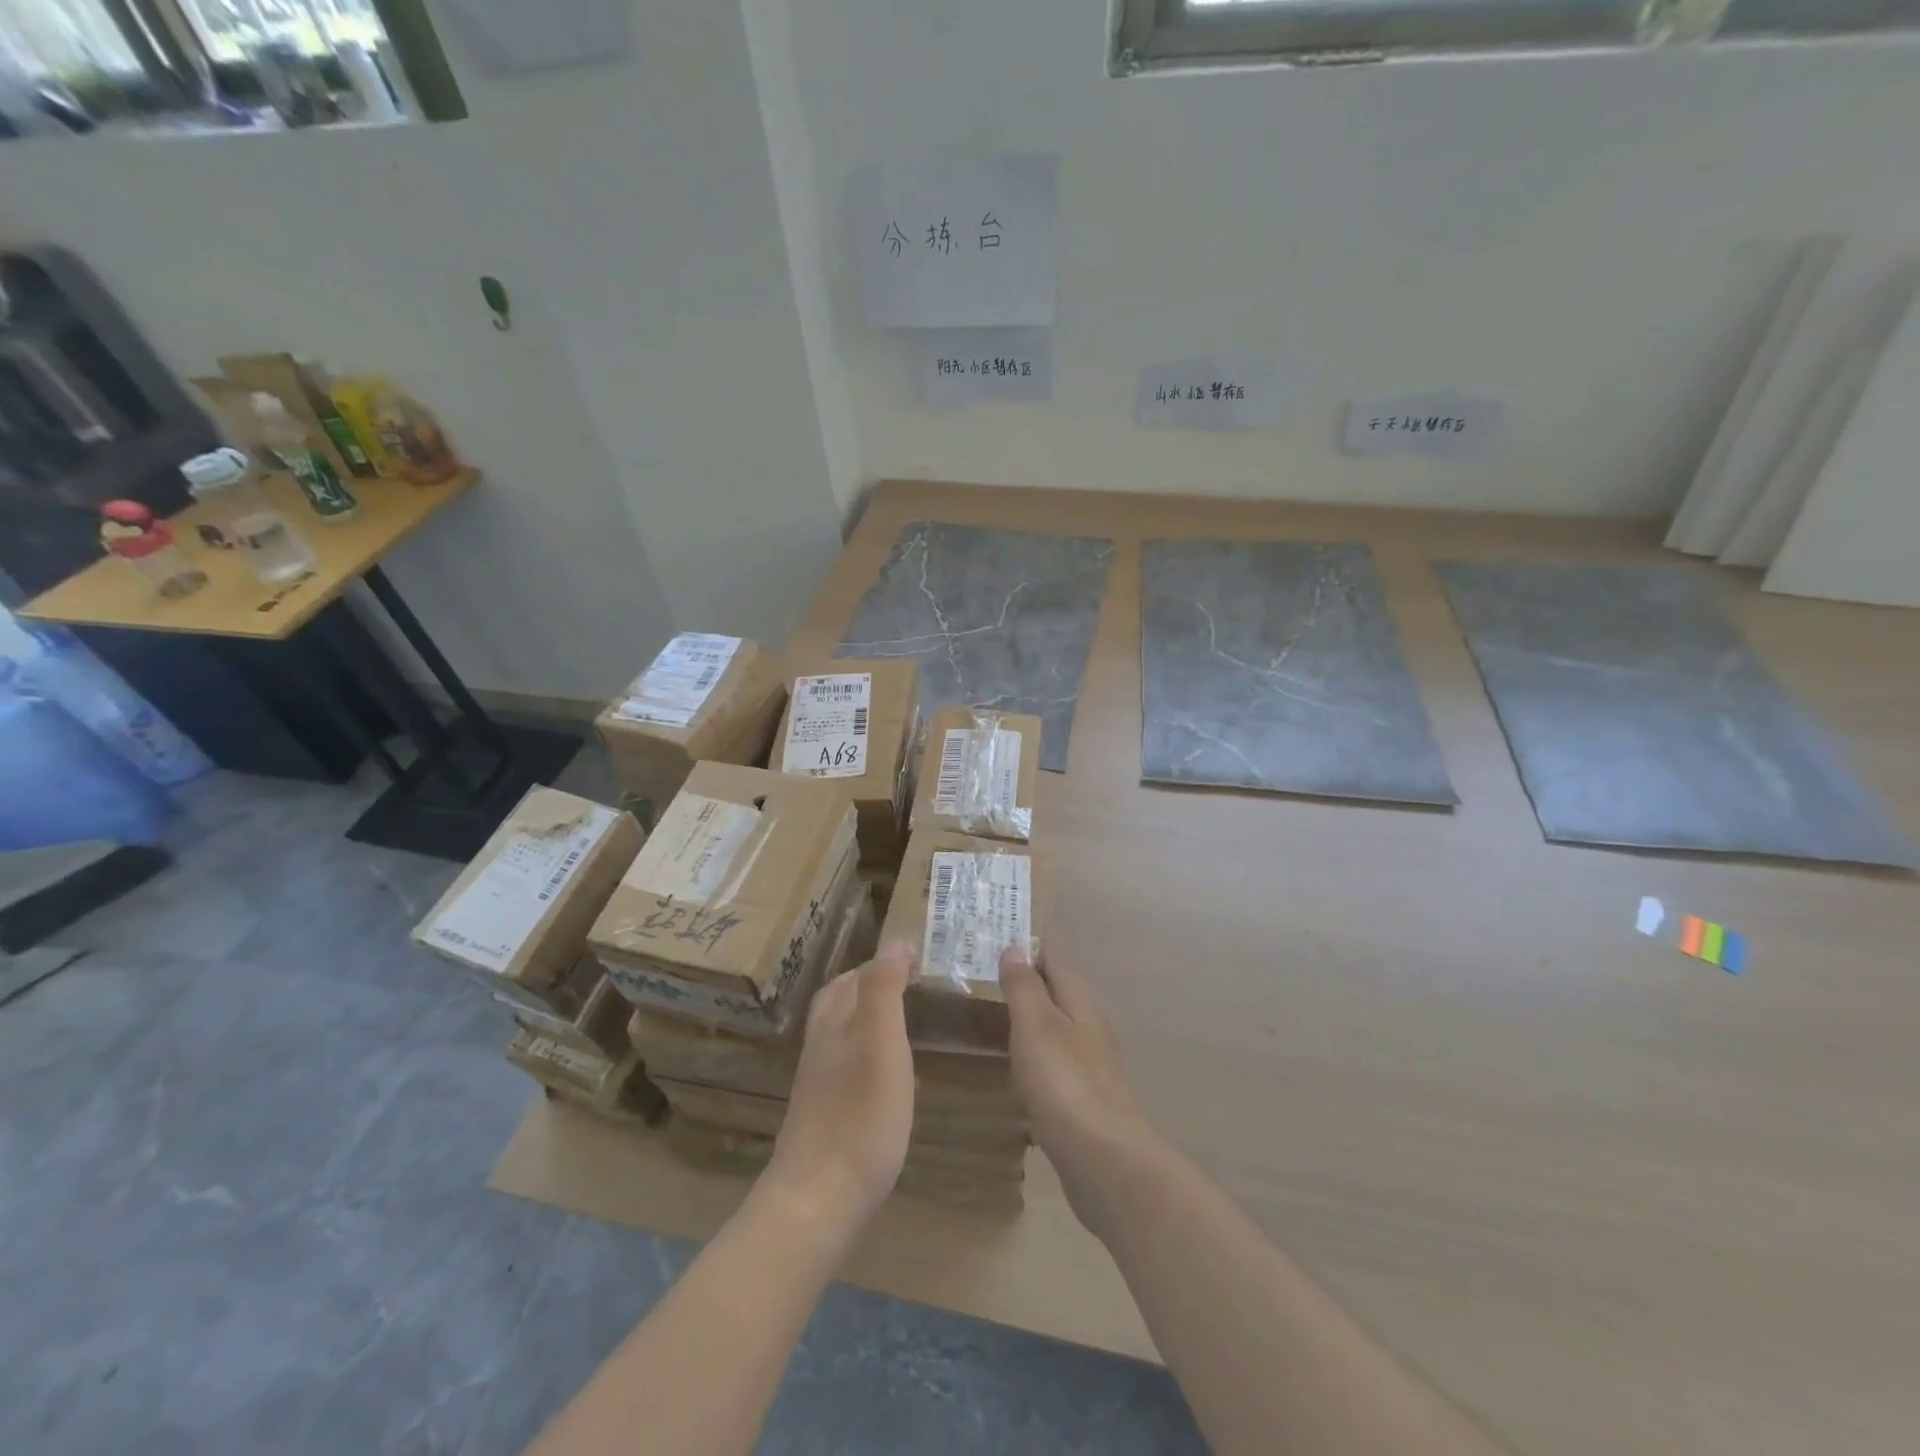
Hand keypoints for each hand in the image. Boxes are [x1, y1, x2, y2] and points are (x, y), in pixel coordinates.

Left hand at [762, 940, 915, 1250]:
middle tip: (910, 978)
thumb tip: (895, 939)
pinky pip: (845, 1061)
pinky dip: (866, 1048)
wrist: (817, 1199)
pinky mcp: (823, 1111)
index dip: (886, 960)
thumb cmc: (859, 1116)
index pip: (857, 975)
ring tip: (901, 1016)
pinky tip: (885, 1070)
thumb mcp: (880, 1043)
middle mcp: (822, 1043)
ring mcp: (819, 1080)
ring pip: (841, 1029)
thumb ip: (884, 989)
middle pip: (841, 998)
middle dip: (871, 980)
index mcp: (836, 1021)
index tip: (920, 952)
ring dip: (867, 1013)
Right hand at [1001, 947, 1160, 1239]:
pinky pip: (1055, 1063)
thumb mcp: (1037, 1027)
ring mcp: (1090, 1067)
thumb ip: (1025, 987)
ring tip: (996, 1012)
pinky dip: (1035, 1053)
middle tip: (986, 971)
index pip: (1055, 960)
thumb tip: (1016, 946)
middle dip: (1029, 979)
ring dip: (1032, 1017)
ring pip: (1058, 1028)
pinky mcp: (1083, 1102)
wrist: (1106, 1163)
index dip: (1030, 946)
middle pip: (1059, 992)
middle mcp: (1089, 1029)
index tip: (999, 933)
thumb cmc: (1066, 1084)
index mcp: (1080, 1004)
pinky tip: (1019, 1066)